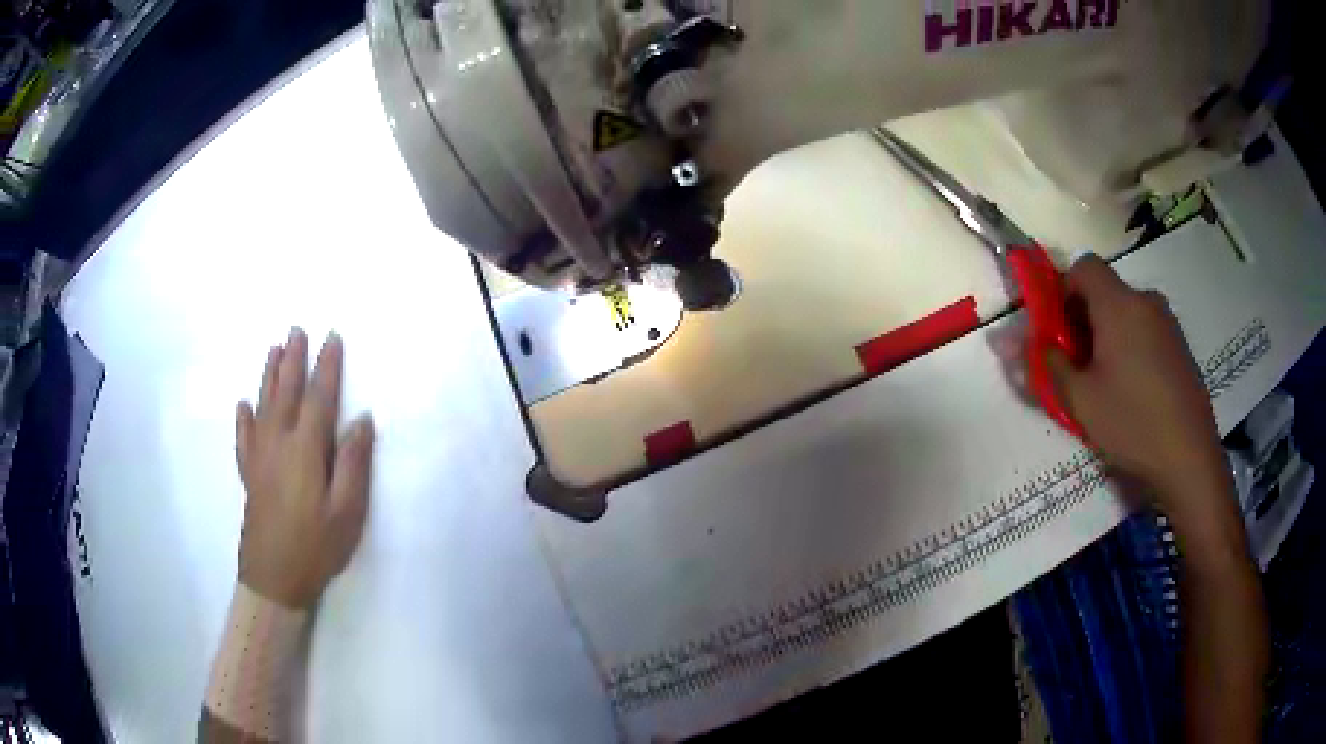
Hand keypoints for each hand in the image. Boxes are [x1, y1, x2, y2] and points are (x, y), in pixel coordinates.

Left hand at [234, 328, 374, 608]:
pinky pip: (244, 437)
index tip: (332, 338)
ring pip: (263, 406)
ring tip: (273, 349)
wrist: (274, 578)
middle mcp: (278, 444)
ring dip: (269, 376)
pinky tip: (244, 405)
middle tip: (297, 330)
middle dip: (293, 360)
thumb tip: (361, 420)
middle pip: (285, 393)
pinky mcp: (249, 475)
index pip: (318, 399)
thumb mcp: (347, 512)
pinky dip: (244, 418)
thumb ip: (353, 464)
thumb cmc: (316, 547)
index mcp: (305, 451)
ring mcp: (259, 458)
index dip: (326, 367)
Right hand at [1046, 256, 1227, 514]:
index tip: (1058, 331)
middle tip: (1077, 367)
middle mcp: (1145, 300)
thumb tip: (1004, 341)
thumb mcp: (1080, 401)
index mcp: (1119, 304)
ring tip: (1106, 385)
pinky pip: (1145, 329)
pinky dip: (1130, 347)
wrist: (1191, 458)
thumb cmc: (1132, 424)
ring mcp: (1167, 322)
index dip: (1063, 290)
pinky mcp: (1180, 345)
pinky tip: (1133, 391)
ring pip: (1125, 312)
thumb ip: (1044, 364)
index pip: (1083, 266)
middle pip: (1104, 290)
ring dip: (1107, 335)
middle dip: (1083, 320)